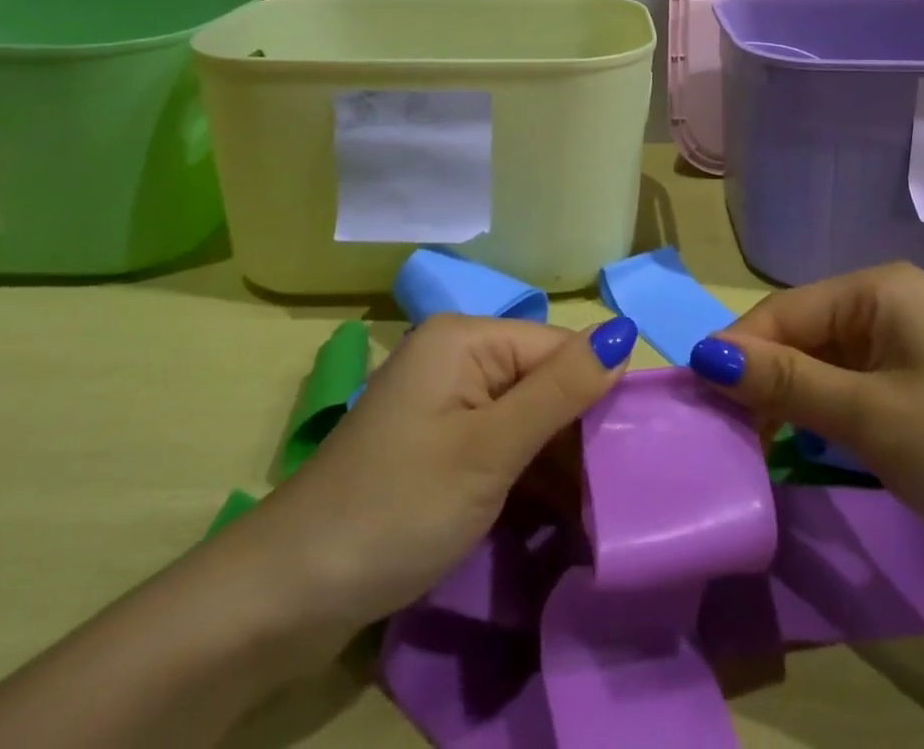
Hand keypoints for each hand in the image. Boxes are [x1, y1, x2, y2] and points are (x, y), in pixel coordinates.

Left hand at [243, 313, 636, 635]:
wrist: (289, 593)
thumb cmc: (398, 508)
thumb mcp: (489, 450)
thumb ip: (561, 390)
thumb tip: (626, 330)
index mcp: (466, 338)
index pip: (558, 349)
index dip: (598, 395)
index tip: (634, 458)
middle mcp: (457, 357)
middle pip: (542, 380)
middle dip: (578, 434)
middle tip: (617, 496)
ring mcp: (444, 402)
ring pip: (525, 417)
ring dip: (557, 462)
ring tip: (597, 513)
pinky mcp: (438, 443)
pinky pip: (499, 443)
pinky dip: (526, 475)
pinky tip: (558, 515)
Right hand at [688, 262, 923, 554]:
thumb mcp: (869, 416)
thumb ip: (786, 383)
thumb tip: (703, 354)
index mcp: (877, 288)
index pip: (785, 312)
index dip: (738, 352)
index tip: (696, 400)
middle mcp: (887, 305)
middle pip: (801, 335)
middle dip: (762, 380)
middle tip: (724, 435)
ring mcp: (905, 348)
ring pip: (823, 366)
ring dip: (788, 402)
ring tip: (752, 447)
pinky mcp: (918, 389)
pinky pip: (851, 390)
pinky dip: (822, 417)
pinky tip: (800, 447)